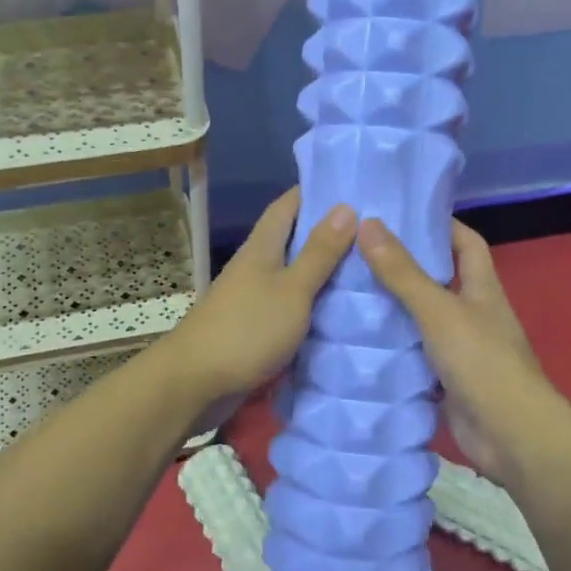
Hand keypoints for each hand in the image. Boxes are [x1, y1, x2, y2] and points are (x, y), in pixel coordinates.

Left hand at [157, 188, 357, 407]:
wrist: (196, 383)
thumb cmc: (246, 330)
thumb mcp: (292, 290)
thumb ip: (319, 253)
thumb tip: (345, 206)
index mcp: (262, 248)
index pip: (288, 205)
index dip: (316, 191)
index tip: (353, 186)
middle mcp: (255, 266)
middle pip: (292, 239)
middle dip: (328, 232)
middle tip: (374, 231)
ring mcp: (253, 298)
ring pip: (293, 274)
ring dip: (323, 270)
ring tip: (368, 268)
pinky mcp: (254, 328)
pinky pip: (290, 306)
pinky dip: (313, 303)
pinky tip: (340, 310)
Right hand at [358, 217, 570, 484]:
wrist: (510, 436)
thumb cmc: (482, 362)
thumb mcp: (439, 310)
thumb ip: (403, 272)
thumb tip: (368, 224)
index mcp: (482, 289)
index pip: (466, 243)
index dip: (441, 226)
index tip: (401, 216)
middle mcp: (474, 314)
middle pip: (439, 281)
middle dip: (404, 267)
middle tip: (358, 255)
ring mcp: (461, 350)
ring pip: (423, 320)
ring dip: (393, 310)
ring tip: (348, 294)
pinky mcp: (446, 381)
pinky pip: (415, 356)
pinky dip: (393, 350)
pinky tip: (359, 344)